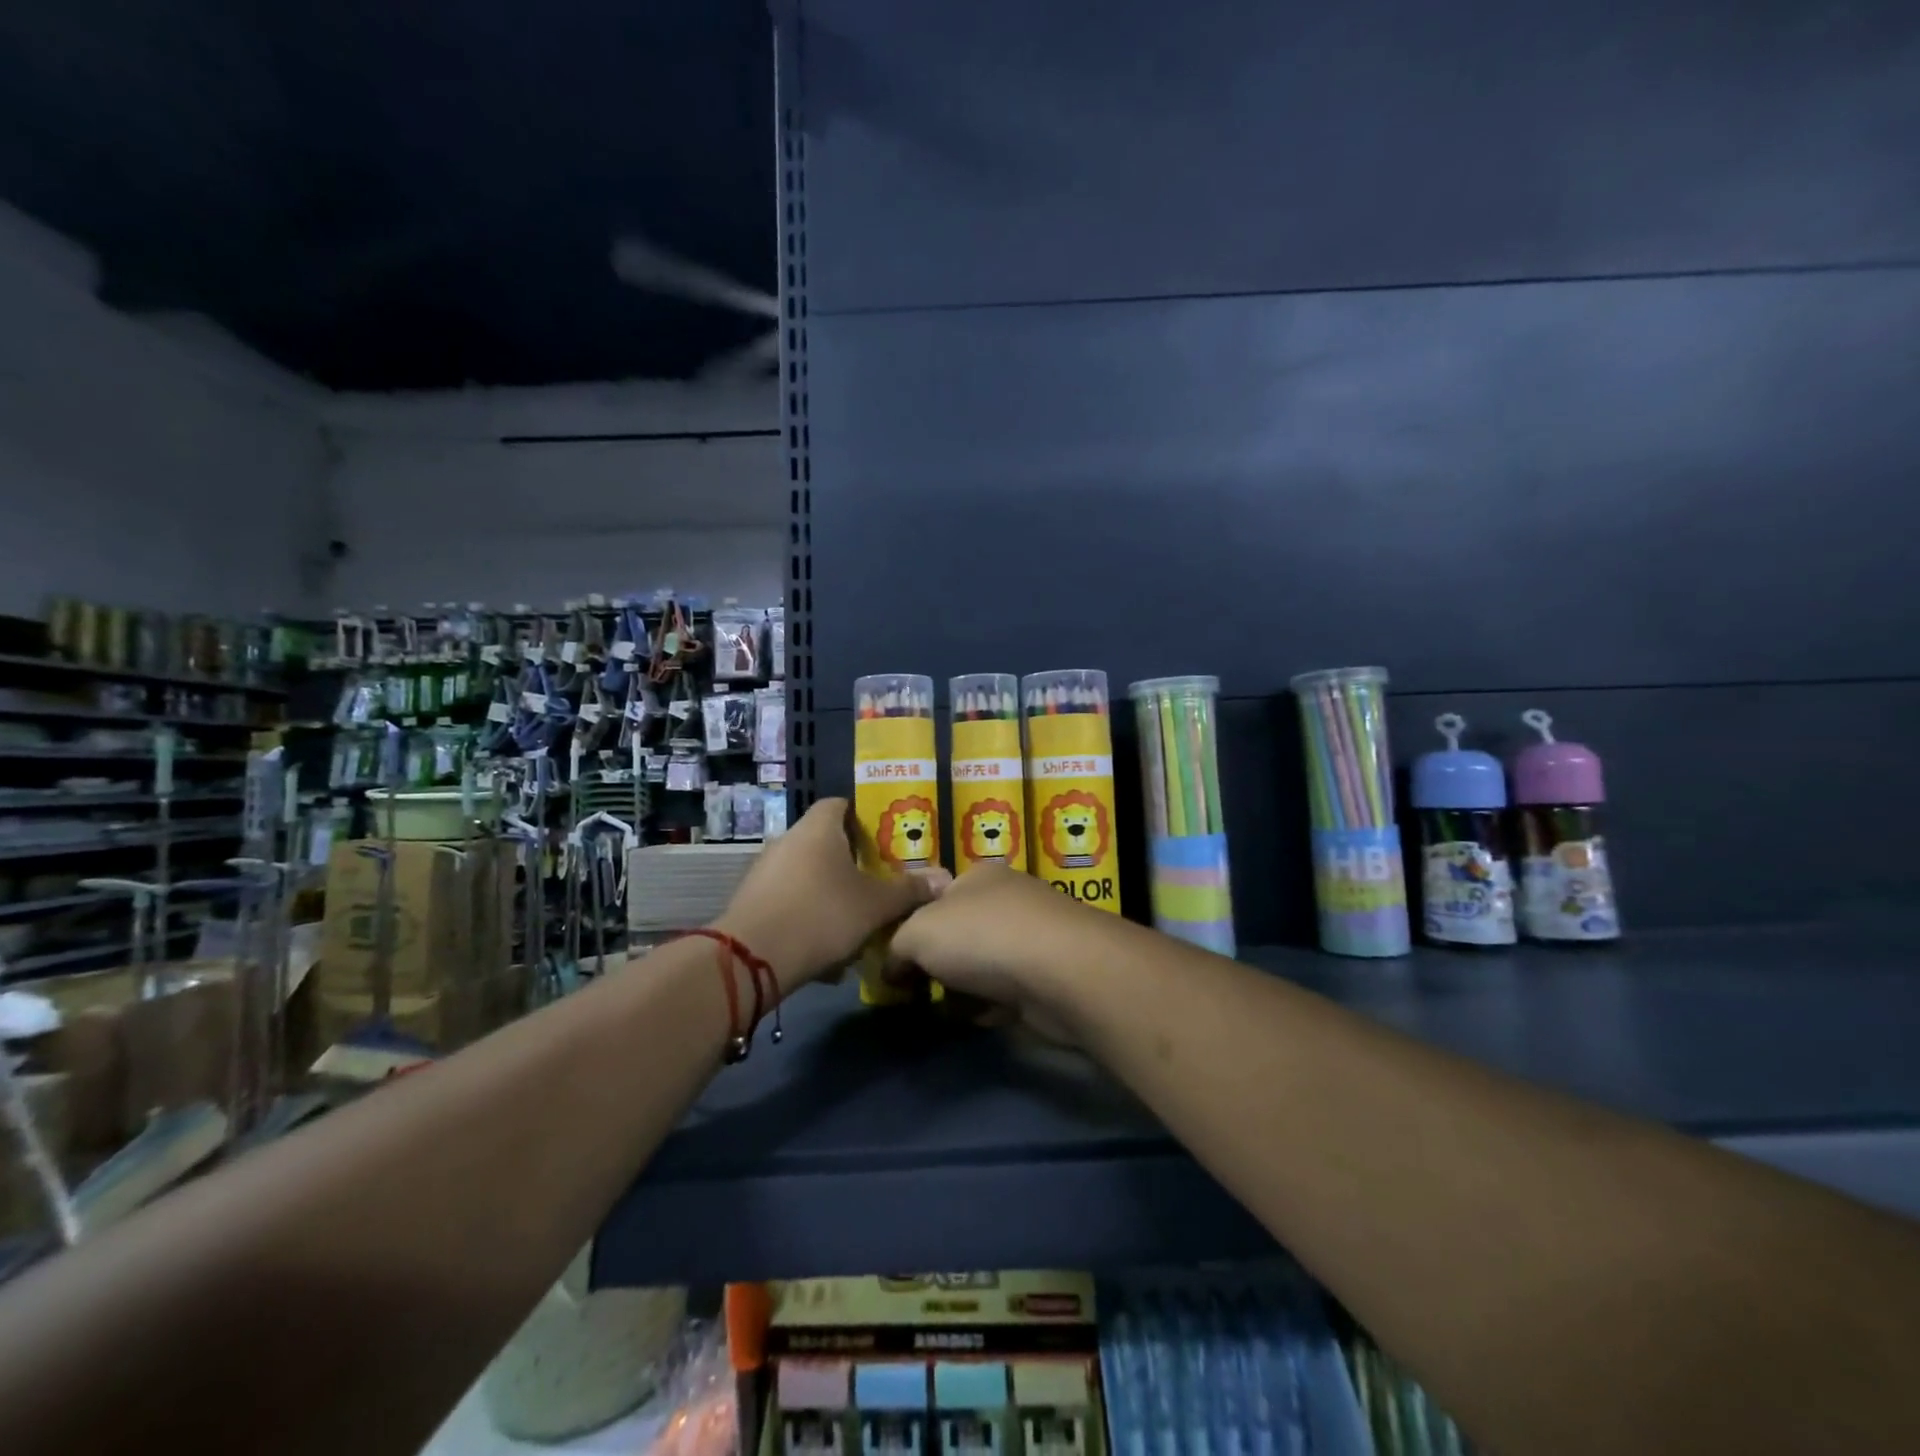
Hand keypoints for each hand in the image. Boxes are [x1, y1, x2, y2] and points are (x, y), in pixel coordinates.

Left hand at [713, 798, 937, 994]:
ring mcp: (763, 871)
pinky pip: (789, 902)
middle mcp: (786, 841)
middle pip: (823, 842)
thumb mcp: (875, 906)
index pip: (840, 804)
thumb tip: (944, 879)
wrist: (752, 958)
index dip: (862, 817)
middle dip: (849, 862)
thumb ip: (909, 891)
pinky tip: (824, 952)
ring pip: (806, 876)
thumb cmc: (822, 915)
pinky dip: (807, 918)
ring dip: (828, 894)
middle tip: (876, 882)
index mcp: (817, 829)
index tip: (883, 839)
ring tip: (854, 923)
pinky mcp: (750, 902)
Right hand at [889, 865, 1102, 1029]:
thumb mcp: (918, 933)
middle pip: (959, 935)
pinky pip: (1008, 992)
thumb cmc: (982, 936)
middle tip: (918, 992)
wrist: (1062, 972)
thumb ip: (896, 948)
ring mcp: (1033, 937)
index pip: (934, 899)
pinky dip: (992, 1006)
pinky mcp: (1051, 975)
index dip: (911, 930)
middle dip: (938, 965)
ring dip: (964, 990)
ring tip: (949, 1010)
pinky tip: (983, 1018)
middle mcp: (1007, 900)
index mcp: (976, 876)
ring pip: (983, 966)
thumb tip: (891, 969)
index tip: (896, 965)